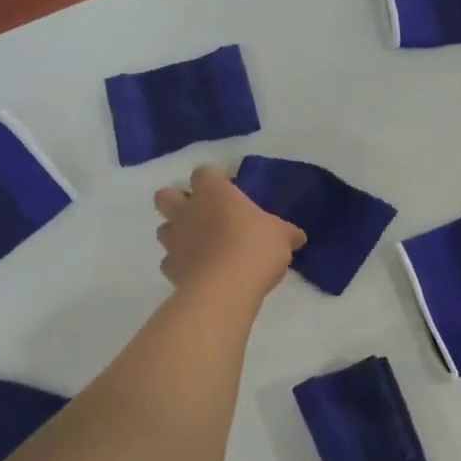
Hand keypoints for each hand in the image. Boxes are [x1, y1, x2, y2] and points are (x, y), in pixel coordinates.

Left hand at [153, 165, 304, 298]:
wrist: (226, 287)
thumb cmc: (256, 247)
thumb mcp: (282, 236)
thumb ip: (285, 233)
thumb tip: (297, 236)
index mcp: (215, 193)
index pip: (204, 173)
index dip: (213, 181)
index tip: (228, 192)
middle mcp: (188, 211)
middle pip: (166, 195)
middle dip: (178, 201)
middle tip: (202, 214)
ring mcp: (175, 240)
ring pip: (163, 228)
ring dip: (177, 233)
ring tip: (200, 245)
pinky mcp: (170, 269)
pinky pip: (170, 261)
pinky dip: (181, 264)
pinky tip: (198, 272)